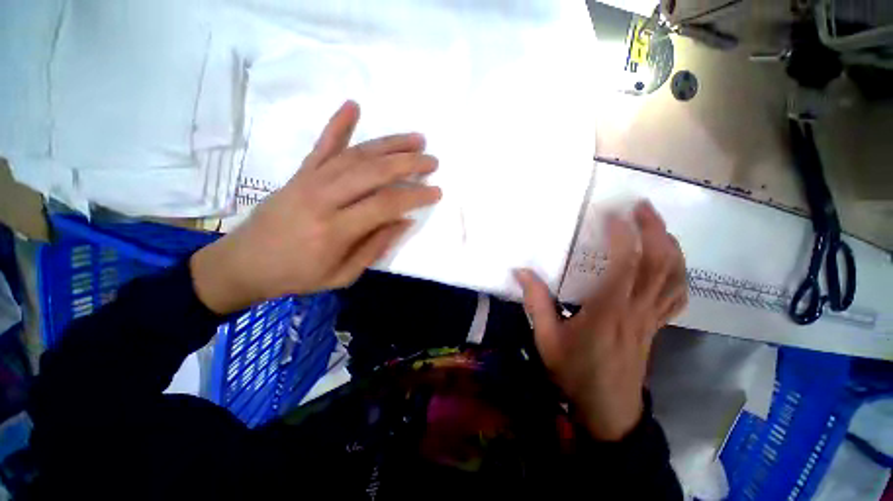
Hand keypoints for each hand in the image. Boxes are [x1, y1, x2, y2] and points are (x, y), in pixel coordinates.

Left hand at [191, 101, 441, 313]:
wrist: (244, 263)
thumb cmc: (298, 276)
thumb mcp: (343, 275)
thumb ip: (375, 247)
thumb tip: (404, 221)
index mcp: (335, 230)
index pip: (385, 204)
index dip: (415, 196)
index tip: (436, 191)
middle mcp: (323, 198)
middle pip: (373, 172)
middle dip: (408, 163)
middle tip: (431, 160)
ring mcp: (310, 181)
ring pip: (356, 155)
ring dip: (389, 144)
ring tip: (415, 139)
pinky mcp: (300, 173)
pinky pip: (322, 145)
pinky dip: (338, 124)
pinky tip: (353, 106)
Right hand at [514, 201, 686, 440]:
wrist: (608, 409)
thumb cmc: (575, 373)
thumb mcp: (546, 339)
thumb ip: (536, 303)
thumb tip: (520, 271)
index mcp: (608, 312)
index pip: (625, 266)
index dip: (623, 236)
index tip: (612, 214)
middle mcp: (636, 310)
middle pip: (659, 264)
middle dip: (654, 230)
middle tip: (641, 207)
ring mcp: (652, 318)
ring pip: (674, 277)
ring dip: (670, 246)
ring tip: (657, 225)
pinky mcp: (656, 326)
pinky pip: (676, 294)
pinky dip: (678, 272)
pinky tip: (669, 261)